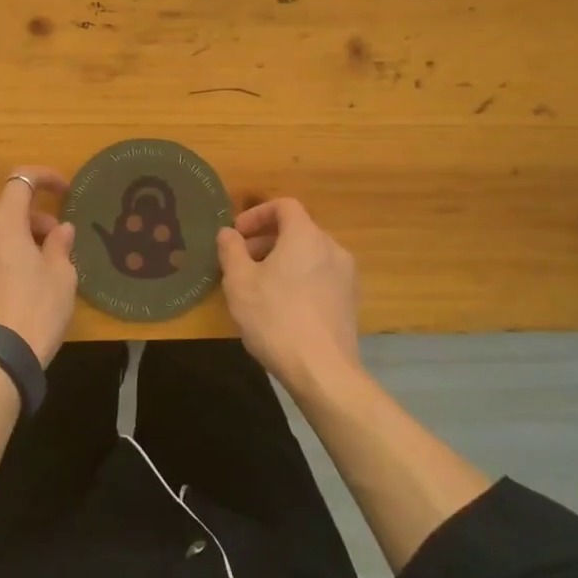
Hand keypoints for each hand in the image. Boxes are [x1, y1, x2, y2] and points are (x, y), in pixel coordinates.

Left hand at [0, 168, 77, 366]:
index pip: (20, 181)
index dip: (44, 177)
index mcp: (3, 224)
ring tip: (35, 262)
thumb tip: (61, 229)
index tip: (64, 190)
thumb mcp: (61, 277)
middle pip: (2, 207)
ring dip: (12, 234)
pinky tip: (14, 281)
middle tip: (53, 238)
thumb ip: (60, 245)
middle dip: (30, 214)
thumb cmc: (36, 311)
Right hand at [217, 198, 361, 397]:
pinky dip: (299, 278)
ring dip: (281, 260)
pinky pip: (320, 276)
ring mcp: (346, 276)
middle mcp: (331, 248)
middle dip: (265, 240)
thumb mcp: (239, 282)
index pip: (284, 206)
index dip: (257, 214)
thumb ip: (231, 250)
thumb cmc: (275, 318)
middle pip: (297, 230)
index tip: (237, 235)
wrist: (323, 371)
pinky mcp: (349, 302)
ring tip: (258, 286)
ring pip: (309, 254)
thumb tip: (228, 233)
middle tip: (241, 261)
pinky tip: (281, 306)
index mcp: (306, 236)